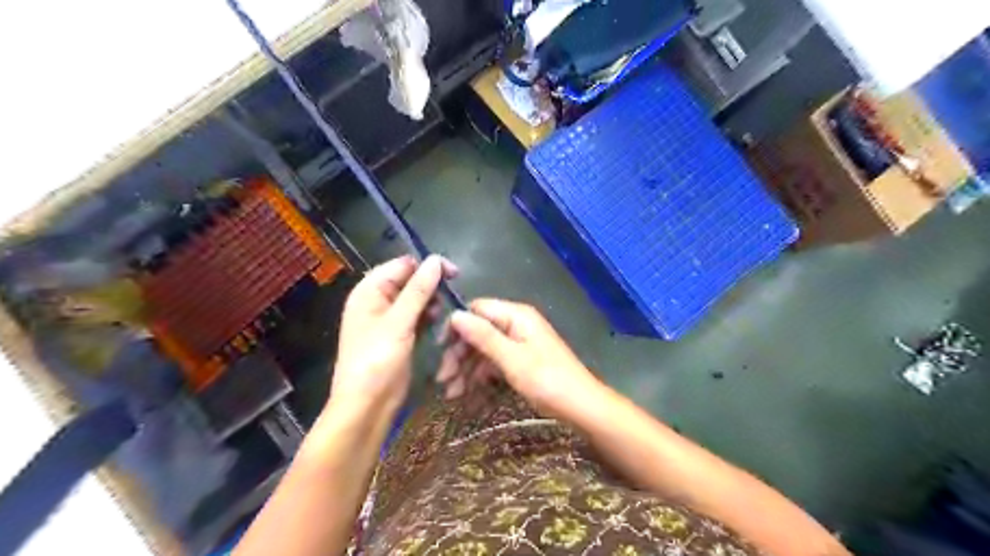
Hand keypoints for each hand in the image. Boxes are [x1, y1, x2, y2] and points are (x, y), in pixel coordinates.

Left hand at [333, 255, 455, 417]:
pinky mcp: (401, 335)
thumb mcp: (398, 323)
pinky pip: (418, 317)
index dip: (427, 265)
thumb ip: (418, 291)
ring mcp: (390, 320)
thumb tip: (436, 261)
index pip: (402, 265)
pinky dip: (429, 317)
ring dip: (432, 303)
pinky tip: (440, 324)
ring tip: (443, 314)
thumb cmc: (376, 361)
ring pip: (417, 300)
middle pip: (410, 281)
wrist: (367, 406)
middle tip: (452, 296)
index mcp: (369, 291)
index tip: (454, 273)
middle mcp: (378, 301)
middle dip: (431, 285)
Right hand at [439, 297, 602, 418]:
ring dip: (467, 369)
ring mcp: (519, 343)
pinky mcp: (522, 361)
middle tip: (443, 380)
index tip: (439, 349)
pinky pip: (495, 363)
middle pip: (478, 331)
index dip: (457, 326)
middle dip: (459, 354)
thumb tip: (454, 315)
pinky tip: (467, 395)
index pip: (477, 309)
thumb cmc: (547, 381)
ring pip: (484, 349)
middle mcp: (517, 324)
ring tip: (452, 394)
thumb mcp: (512, 359)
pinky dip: (481, 377)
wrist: (582, 407)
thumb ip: (483, 336)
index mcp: (516, 315)